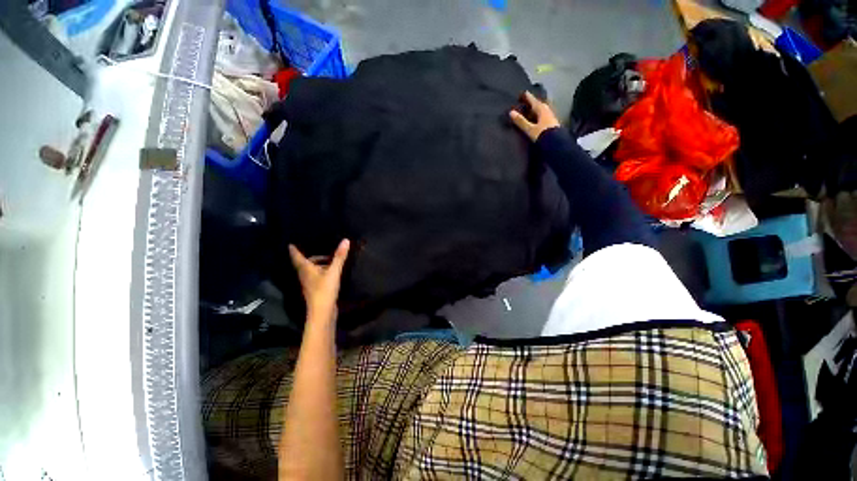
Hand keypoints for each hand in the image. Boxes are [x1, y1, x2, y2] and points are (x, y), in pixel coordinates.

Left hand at [289, 239, 349, 319]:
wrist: (322, 312)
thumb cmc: (324, 290)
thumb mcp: (333, 272)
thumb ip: (339, 257)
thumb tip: (345, 240)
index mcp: (306, 270)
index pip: (297, 257)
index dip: (294, 251)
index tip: (290, 245)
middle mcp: (305, 276)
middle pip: (305, 264)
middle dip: (311, 258)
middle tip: (322, 252)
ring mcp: (310, 284)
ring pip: (310, 271)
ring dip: (317, 266)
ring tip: (330, 262)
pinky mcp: (316, 290)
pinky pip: (316, 277)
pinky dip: (321, 273)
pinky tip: (331, 274)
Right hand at [509, 91, 560, 141]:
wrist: (557, 144)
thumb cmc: (543, 134)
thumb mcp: (530, 129)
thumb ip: (521, 121)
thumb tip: (511, 112)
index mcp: (542, 110)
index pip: (534, 101)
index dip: (528, 97)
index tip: (524, 92)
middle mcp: (548, 111)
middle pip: (539, 104)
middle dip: (534, 102)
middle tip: (528, 101)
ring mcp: (551, 117)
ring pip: (543, 110)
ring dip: (537, 109)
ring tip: (532, 110)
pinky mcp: (553, 123)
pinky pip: (545, 115)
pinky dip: (540, 115)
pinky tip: (538, 119)